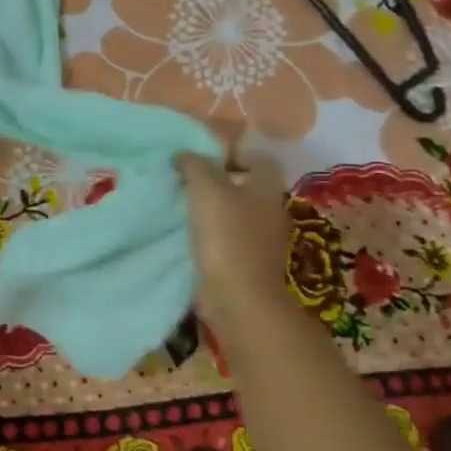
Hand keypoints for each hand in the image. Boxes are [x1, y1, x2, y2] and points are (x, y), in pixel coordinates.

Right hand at [176, 152, 293, 323]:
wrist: (239, 297)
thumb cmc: (227, 236)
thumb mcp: (206, 190)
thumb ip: (195, 165)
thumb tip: (183, 154)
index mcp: (266, 188)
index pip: (259, 158)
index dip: (232, 153)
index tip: (201, 159)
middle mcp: (270, 210)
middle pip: (245, 186)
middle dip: (217, 182)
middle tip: (184, 182)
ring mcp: (261, 239)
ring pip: (235, 213)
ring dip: (211, 209)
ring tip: (180, 208)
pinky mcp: (247, 262)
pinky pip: (228, 238)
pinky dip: (210, 234)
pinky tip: (187, 235)